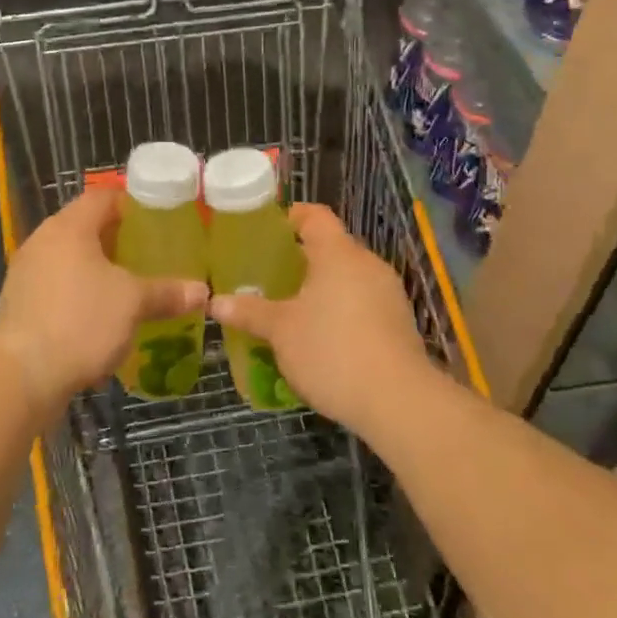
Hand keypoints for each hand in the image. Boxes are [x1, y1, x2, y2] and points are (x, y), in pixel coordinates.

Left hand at [0, 189, 207, 419]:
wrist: (21, 376)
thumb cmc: (80, 322)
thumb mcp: (133, 303)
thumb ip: (167, 292)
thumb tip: (202, 291)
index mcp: (69, 227)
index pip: (102, 197)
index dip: (131, 204)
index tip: (158, 218)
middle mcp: (43, 241)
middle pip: (86, 228)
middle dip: (119, 240)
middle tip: (152, 253)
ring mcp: (27, 273)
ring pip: (71, 260)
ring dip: (99, 270)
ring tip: (132, 285)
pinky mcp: (20, 304)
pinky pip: (58, 287)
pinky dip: (81, 294)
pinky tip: (103, 316)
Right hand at [210, 204, 435, 436]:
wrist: (398, 401)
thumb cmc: (332, 350)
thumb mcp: (281, 331)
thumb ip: (250, 312)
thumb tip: (216, 301)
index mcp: (338, 253)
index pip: (315, 216)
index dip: (292, 216)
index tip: (269, 229)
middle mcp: (367, 263)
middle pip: (333, 246)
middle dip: (302, 258)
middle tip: (271, 274)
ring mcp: (388, 293)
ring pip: (349, 276)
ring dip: (323, 286)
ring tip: (293, 307)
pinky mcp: (400, 322)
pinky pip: (364, 302)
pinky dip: (342, 308)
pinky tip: (324, 335)